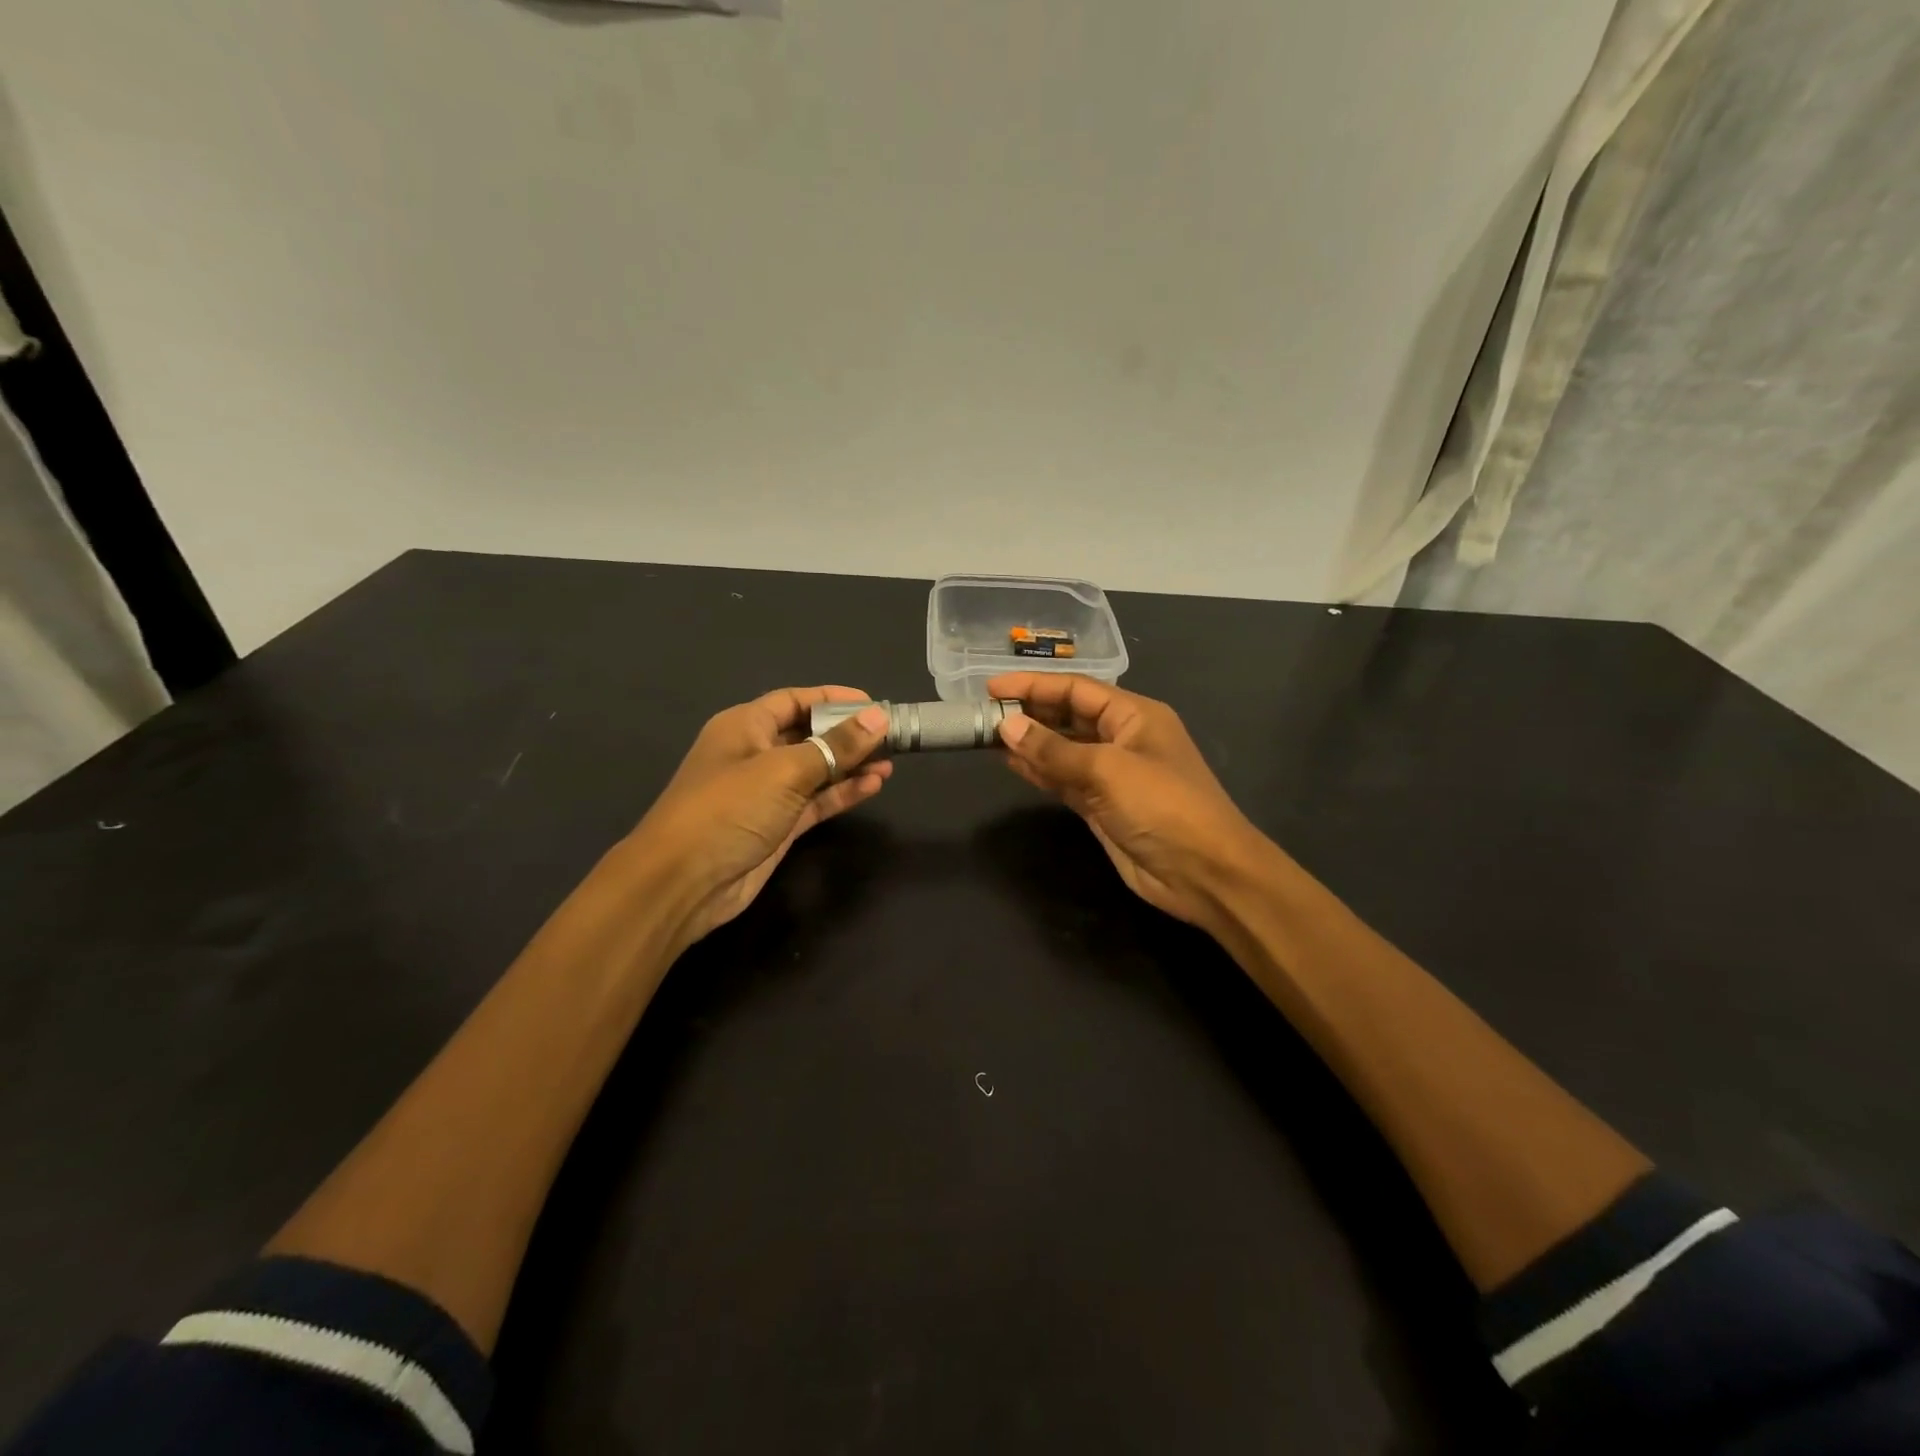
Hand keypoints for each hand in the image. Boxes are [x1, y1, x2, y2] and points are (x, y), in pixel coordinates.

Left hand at [626, 687, 892, 949]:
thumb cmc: (728, 809)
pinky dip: (843, 793)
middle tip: (891, 735)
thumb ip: (836, 745)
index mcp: (744, 726)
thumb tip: (879, 717)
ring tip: (891, 761)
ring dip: (851, 765)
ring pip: (817, 770)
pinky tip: (874, 785)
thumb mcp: (785, 770)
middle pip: (809, 734)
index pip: (794, 700)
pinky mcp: (777, 826)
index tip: (874, 703)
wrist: (683, 882)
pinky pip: (816, 801)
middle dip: (847, 733)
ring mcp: (766, 793)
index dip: (833, 698)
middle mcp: (755, 754)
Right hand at [989, 672, 1268, 930]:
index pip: (1076, 690)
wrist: (1204, 873)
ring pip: (1062, 749)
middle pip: (1068, 716)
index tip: (991, 688)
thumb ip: (1054, 749)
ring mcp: (1112, 774)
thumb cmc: (1164, 807)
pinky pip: (1063, 780)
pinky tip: (1010, 763)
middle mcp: (1122, 738)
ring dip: (1029, 742)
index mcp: (1134, 715)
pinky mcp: (1101, 806)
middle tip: (983, 713)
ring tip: (986, 735)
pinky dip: (1038, 771)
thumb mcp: (1108, 770)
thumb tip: (1006, 726)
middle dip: (1029, 713)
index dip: (1033, 686)